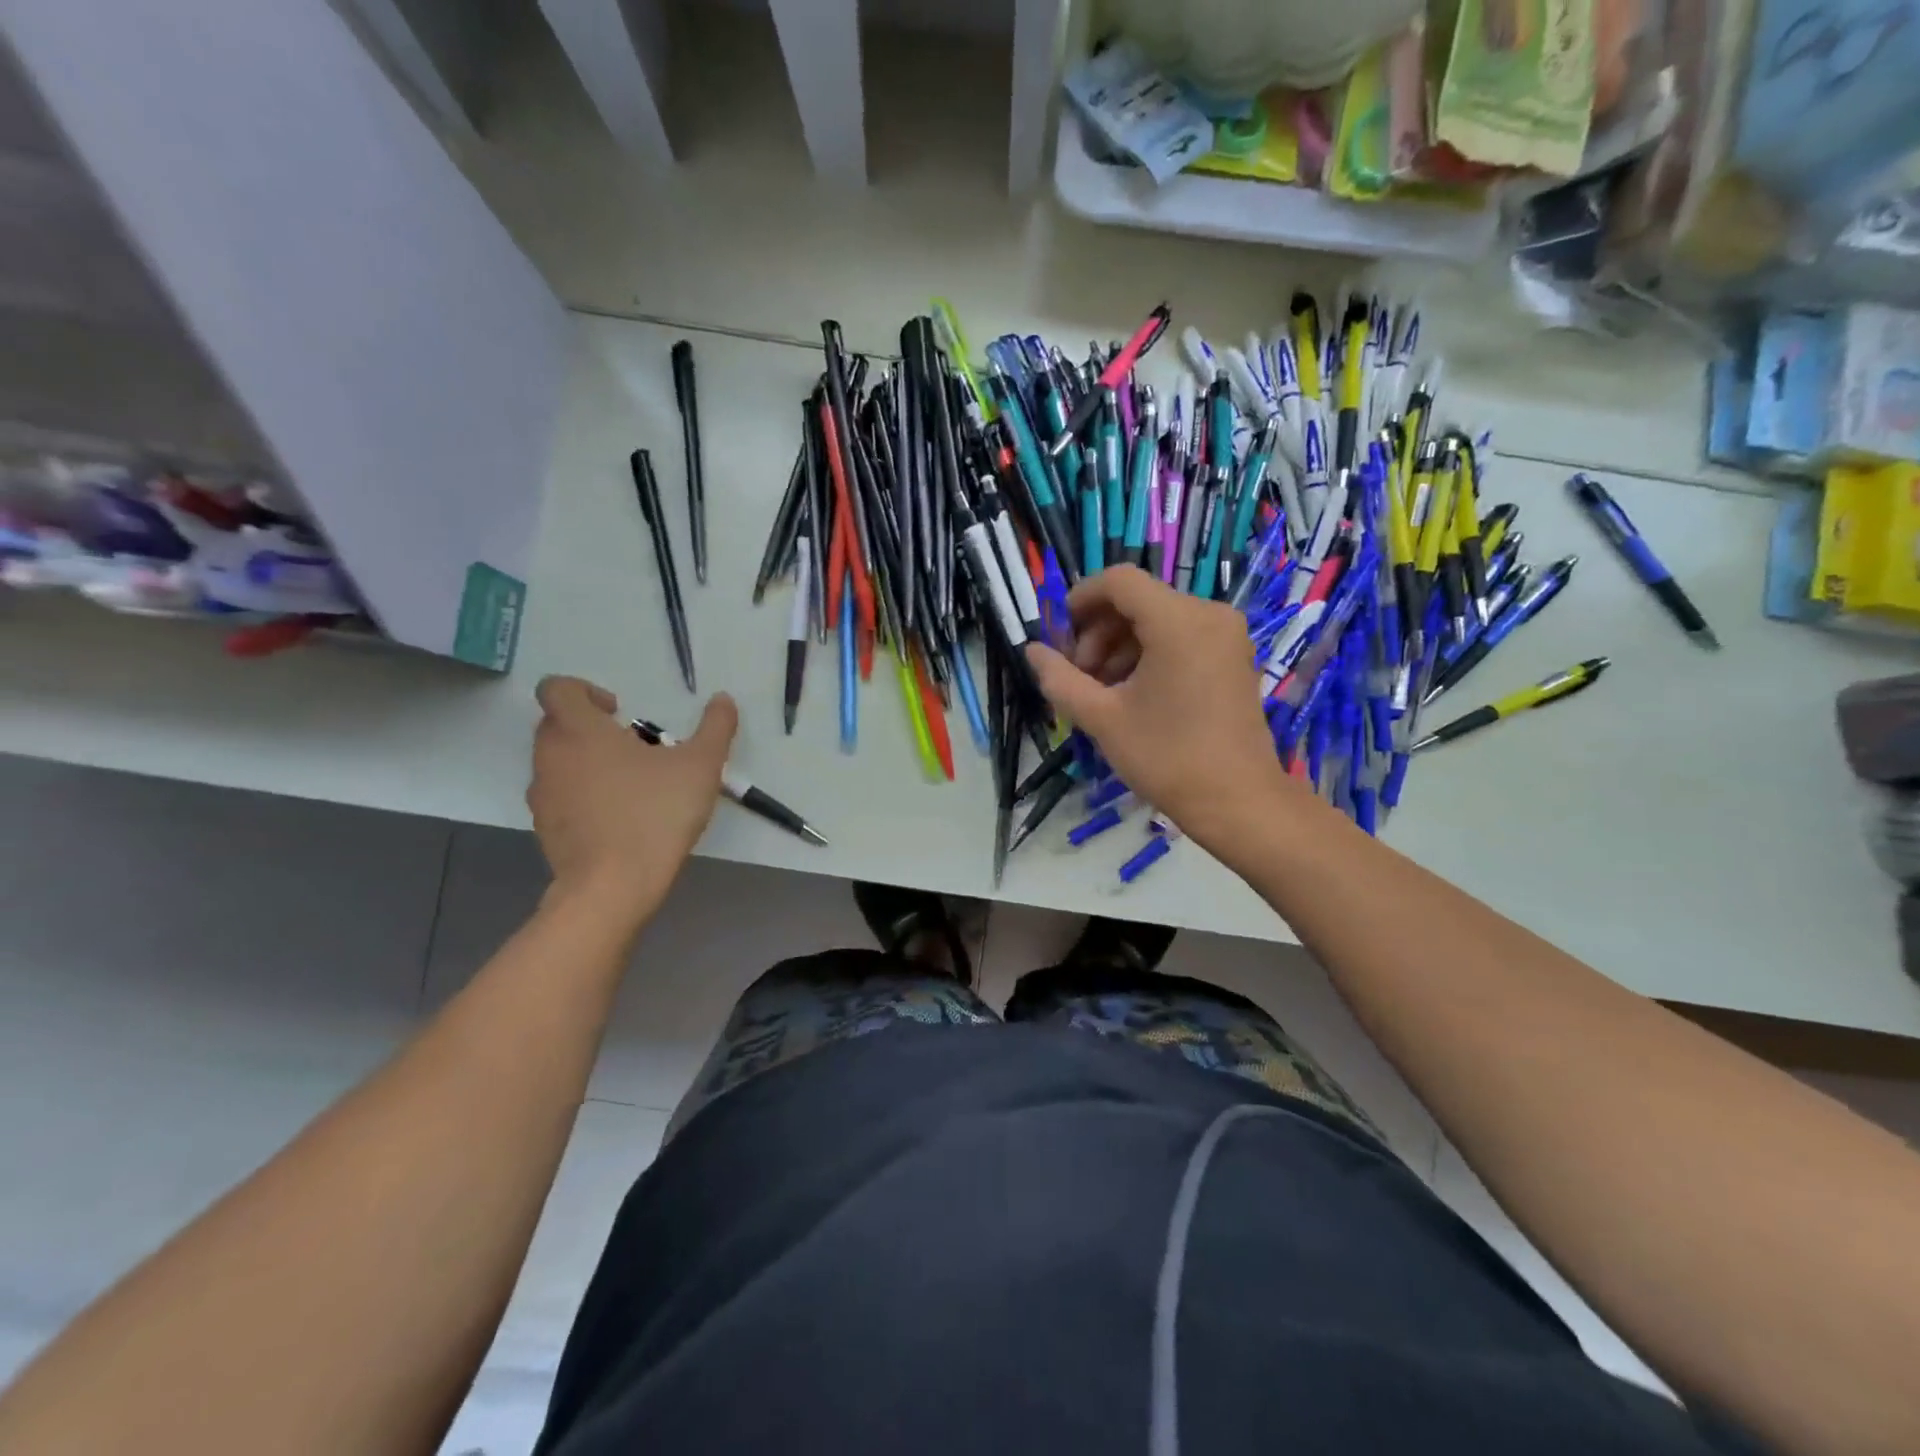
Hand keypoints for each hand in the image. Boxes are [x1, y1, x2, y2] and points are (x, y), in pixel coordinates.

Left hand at [527, 676, 736, 918]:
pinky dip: (583, 796)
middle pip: (557, 723)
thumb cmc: (655, 814)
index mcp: (579, 729)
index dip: (585, 690)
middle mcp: (550, 755)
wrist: (613, 886)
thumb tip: (723, 700)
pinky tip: (620, 817)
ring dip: (587, 761)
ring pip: (558, 762)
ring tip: (631, 784)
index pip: (557, 688)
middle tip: (634, 747)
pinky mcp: (545, 828)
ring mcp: (542, 794)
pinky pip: (560, 797)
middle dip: (592, 727)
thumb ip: (715, 727)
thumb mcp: (701, 766)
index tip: (620, 712)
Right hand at [1025, 566, 1296, 848]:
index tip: (1059, 636)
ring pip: (1158, 618)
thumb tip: (1032, 651)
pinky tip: (1133, 693)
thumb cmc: (1168, 757)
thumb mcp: (1103, 719)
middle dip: (1099, 631)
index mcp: (1178, 621)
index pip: (1119, 581)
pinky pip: (1181, 636)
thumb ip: (1060, 679)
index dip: (1081, 599)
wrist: (1238, 801)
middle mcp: (1208, 614)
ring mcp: (1226, 635)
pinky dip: (1150, 653)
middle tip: (1080, 676)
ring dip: (1121, 645)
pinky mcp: (1233, 656)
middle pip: (1138, 600)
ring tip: (1102, 691)